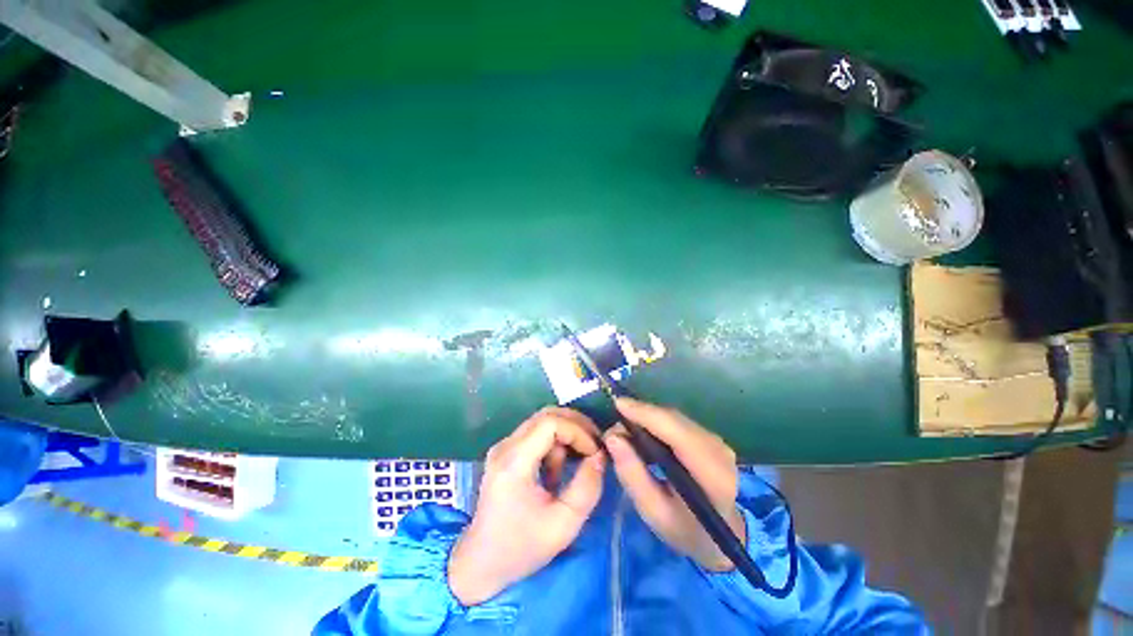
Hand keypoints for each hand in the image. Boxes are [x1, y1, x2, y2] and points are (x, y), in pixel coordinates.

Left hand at [448, 407, 604, 605]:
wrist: (480, 563)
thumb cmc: (521, 548)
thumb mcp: (563, 525)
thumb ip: (587, 488)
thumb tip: (600, 456)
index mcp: (514, 462)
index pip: (550, 423)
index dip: (577, 431)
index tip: (594, 452)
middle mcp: (506, 446)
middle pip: (546, 415)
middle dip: (575, 426)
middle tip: (594, 445)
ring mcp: (503, 447)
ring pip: (542, 422)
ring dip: (565, 436)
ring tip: (575, 464)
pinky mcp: (505, 452)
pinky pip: (535, 434)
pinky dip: (553, 444)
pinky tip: (557, 471)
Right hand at [604, 397, 745, 571]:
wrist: (723, 536)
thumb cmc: (686, 531)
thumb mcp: (654, 512)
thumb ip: (632, 476)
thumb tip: (612, 437)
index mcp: (712, 476)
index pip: (677, 433)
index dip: (647, 414)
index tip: (618, 405)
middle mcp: (719, 451)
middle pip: (675, 420)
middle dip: (642, 414)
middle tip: (615, 424)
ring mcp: (718, 441)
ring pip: (676, 418)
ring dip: (648, 417)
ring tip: (624, 428)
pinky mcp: (711, 437)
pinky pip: (679, 422)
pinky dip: (658, 422)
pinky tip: (642, 431)